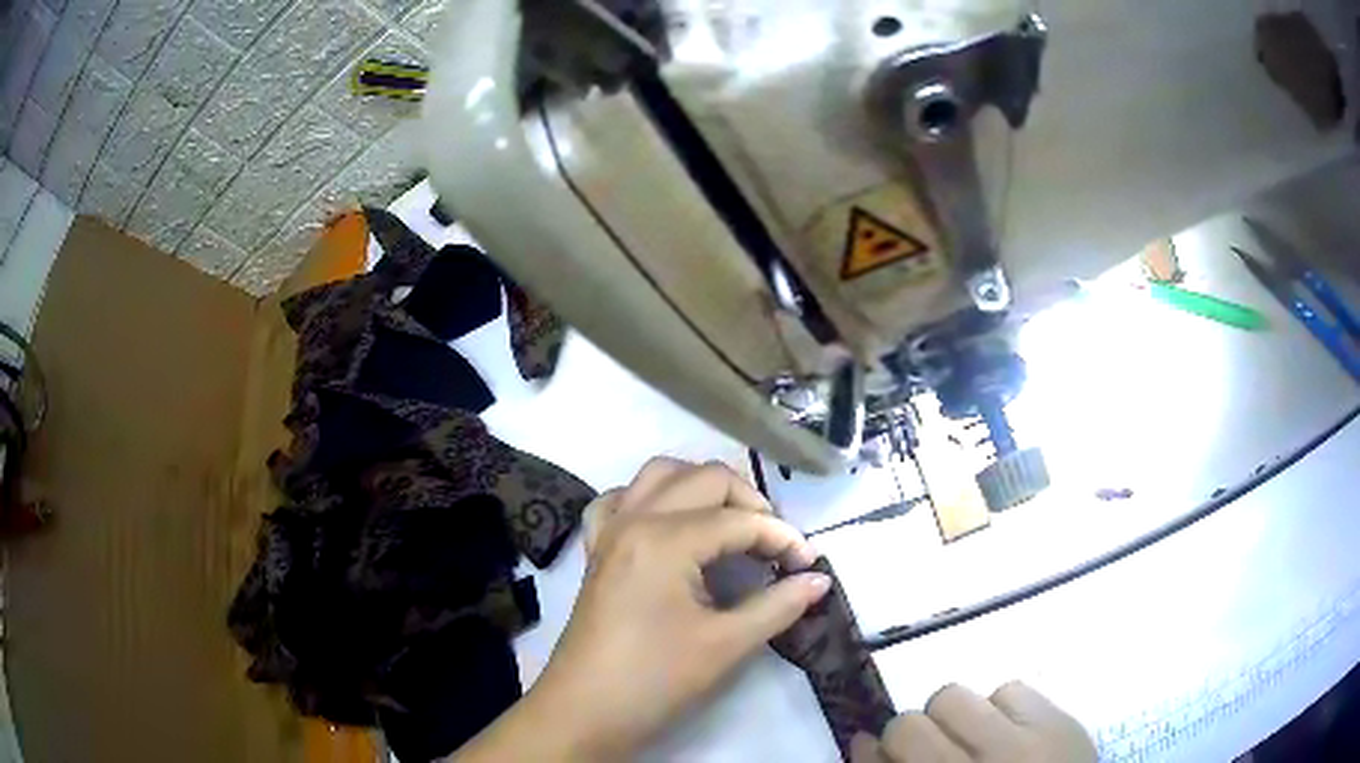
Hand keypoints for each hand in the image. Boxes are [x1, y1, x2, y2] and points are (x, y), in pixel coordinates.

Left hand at [454, 458, 830, 761]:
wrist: (585, 711)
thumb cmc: (655, 679)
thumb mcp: (726, 645)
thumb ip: (779, 605)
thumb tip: (821, 580)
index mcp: (665, 539)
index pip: (740, 521)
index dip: (783, 539)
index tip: (810, 566)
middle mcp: (635, 518)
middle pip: (705, 478)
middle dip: (750, 503)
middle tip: (775, 545)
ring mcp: (610, 530)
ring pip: (660, 474)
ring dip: (702, 488)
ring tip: (731, 524)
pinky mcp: (596, 549)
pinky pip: (620, 500)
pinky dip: (651, 499)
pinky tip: (668, 525)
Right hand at [852, 682, 1095, 762]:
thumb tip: (862, 742)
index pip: (887, 753)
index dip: (872, 754)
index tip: (872, 752)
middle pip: (910, 724)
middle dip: (911, 736)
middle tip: (933, 754)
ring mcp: (1025, 741)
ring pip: (957, 696)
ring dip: (957, 719)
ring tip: (976, 741)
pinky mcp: (1061, 719)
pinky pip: (1011, 688)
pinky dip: (1002, 709)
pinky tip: (1011, 733)